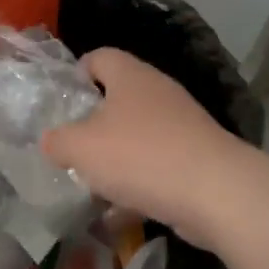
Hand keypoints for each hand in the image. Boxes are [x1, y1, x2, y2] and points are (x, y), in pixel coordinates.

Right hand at [40, 47, 254, 250]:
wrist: (217, 193)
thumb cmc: (141, 156)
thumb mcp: (82, 148)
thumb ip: (57, 141)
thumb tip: (51, 140)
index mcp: (129, 75)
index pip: (98, 57)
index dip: (77, 75)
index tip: (62, 104)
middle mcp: (157, 90)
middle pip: (117, 97)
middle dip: (94, 124)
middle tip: (74, 148)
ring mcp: (182, 122)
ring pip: (138, 133)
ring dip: (117, 156)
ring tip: (95, 184)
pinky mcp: (197, 154)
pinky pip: (158, 162)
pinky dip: (141, 181)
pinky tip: (125, 210)